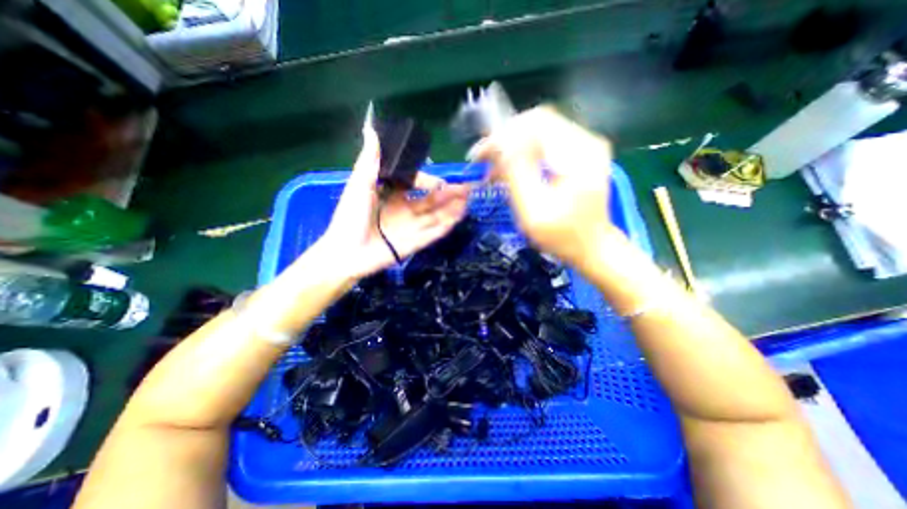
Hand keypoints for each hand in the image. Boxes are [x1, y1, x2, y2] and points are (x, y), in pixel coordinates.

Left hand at [318, 117, 470, 280]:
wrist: (346, 252)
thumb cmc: (350, 217)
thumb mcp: (359, 185)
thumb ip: (370, 161)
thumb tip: (371, 130)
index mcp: (393, 195)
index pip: (417, 184)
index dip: (428, 181)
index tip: (438, 182)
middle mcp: (405, 210)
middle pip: (432, 201)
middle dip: (449, 195)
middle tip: (467, 188)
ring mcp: (412, 227)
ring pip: (436, 216)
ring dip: (452, 209)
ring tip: (468, 201)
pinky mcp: (415, 243)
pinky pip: (434, 234)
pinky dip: (446, 226)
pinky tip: (458, 219)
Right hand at [468, 105, 623, 267]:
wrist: (592, 248)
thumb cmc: (562, 236)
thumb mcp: (534, 210)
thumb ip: (518, 173)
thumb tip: (501, 143)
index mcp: (578, 154)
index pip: (535, 122)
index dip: (503, 134)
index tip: (481, 155)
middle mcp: (585, 141)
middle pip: (536, 123)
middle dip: (504, 141)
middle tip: (483, 162)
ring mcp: (584, 147)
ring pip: (538, 133)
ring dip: (512, 149)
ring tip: (493, 171)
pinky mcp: (579, 156)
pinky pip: (544, 145)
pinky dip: (523, 156)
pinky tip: (510, 173)